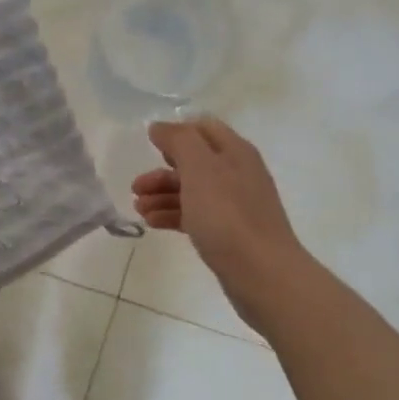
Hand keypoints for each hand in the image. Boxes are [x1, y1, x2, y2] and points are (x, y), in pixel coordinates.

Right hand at [133, 119, 311, 328]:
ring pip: (192, 191)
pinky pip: (196, 216)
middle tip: (136, 187)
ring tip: (138, 209)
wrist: (262, 273)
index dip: (176, 133)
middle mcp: (237, 174)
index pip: (203, 128)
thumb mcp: (200, 169)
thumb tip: (160, 126)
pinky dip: (173, 215)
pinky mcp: (229, 233)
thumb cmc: (228, 216)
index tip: (149, 146)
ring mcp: (234, 205)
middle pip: (194, 163)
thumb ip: (179, 141)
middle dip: (162, 171)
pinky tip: (153, 224)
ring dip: (162, 195)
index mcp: (235, 152)